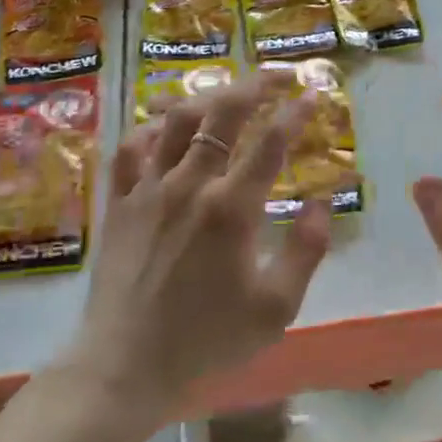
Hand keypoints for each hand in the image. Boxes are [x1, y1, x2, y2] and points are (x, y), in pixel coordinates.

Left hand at [77, 71, 330, 415]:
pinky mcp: (120, 203)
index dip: (297, 112)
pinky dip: (152, 129)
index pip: (271, 142)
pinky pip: (132, 149)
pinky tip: (167, 128)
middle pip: (224, 114)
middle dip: (256, 84)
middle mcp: (191, 185)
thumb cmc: (206, 339)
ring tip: (230, 92)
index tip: (314, 93)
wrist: (125, 365)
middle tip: (279, 75)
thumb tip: (321, 203)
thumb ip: (306, 251)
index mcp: (232, 209)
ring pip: (178, 121)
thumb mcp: (275, 308)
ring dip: (209, 97)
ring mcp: (149, 190)